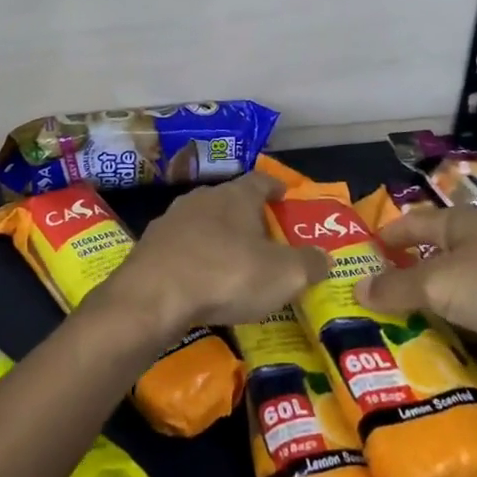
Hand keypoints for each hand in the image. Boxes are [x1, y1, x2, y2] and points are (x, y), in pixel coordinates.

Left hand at [100, 171, 328, 334]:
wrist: (153, 295)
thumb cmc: (226, 275)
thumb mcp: (283, 275)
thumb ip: (309, 264)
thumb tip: (325, 257)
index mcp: (236, 196)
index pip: (260, 180)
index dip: (275, 187)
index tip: (284, 195)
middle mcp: (203, 198)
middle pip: (230, 200)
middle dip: (247, 215)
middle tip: (264, 237)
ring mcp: (172, 220)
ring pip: (203, 222)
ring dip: (218, 237)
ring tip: (233, 260)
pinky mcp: (151, 245)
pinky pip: (182, 247)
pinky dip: (195, 258)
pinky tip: (201, 280)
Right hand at [355, 203, 476, 373]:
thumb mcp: (443, 286)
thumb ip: (400, 290)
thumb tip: (356, 287)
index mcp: (464, 224)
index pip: (416, 223)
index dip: (390, 236)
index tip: (368, 254)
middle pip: (452, 259)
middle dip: (428, 284)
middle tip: (398, 311)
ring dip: (467, 317)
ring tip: (439, 346)